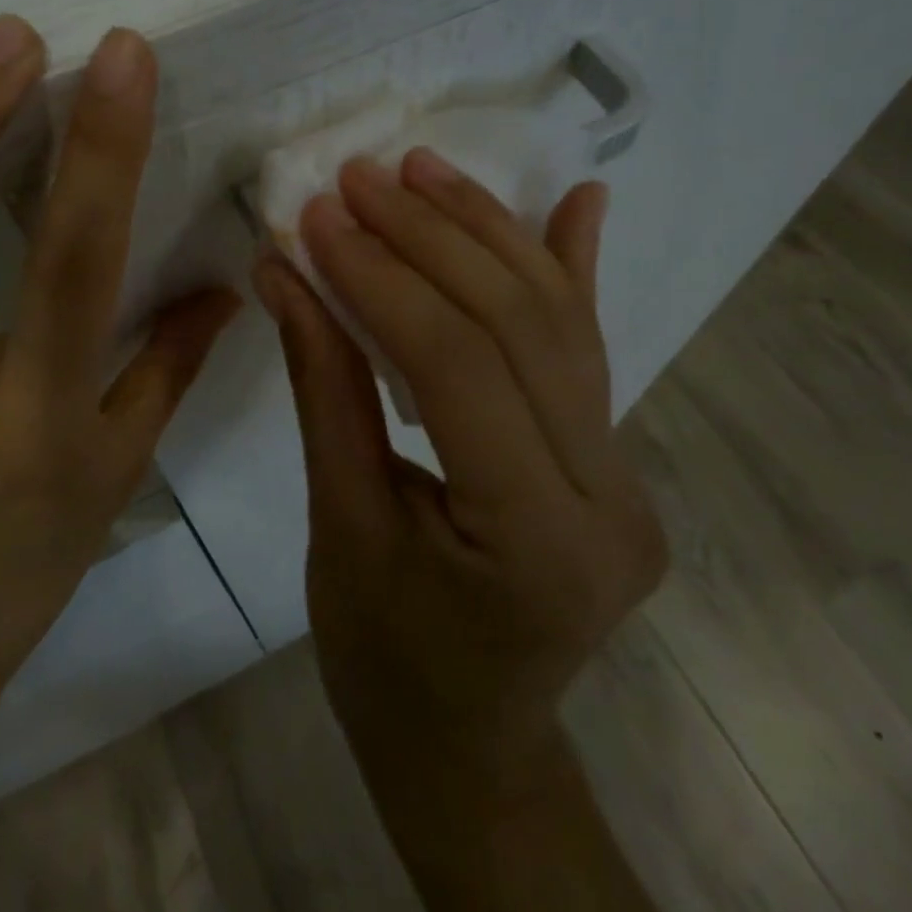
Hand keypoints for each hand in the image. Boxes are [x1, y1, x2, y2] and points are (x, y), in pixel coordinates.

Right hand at [253, 152, 666, 785]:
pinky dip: (573, 266)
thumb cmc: (385, 660)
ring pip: (558, 320)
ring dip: (485, 230)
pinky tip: (578, 201)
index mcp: (538, 540)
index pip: (458, 367)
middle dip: (428, 237)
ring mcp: (625, 473)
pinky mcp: (613, 458)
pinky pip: (587, 346)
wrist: (470, 743)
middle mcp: (608, 496)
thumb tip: (286, 273)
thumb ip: (324, 389)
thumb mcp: (340, 526)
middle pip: (518, 325)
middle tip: (357, 178)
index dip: (382, 279)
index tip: (318, 217)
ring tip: (422, 169)